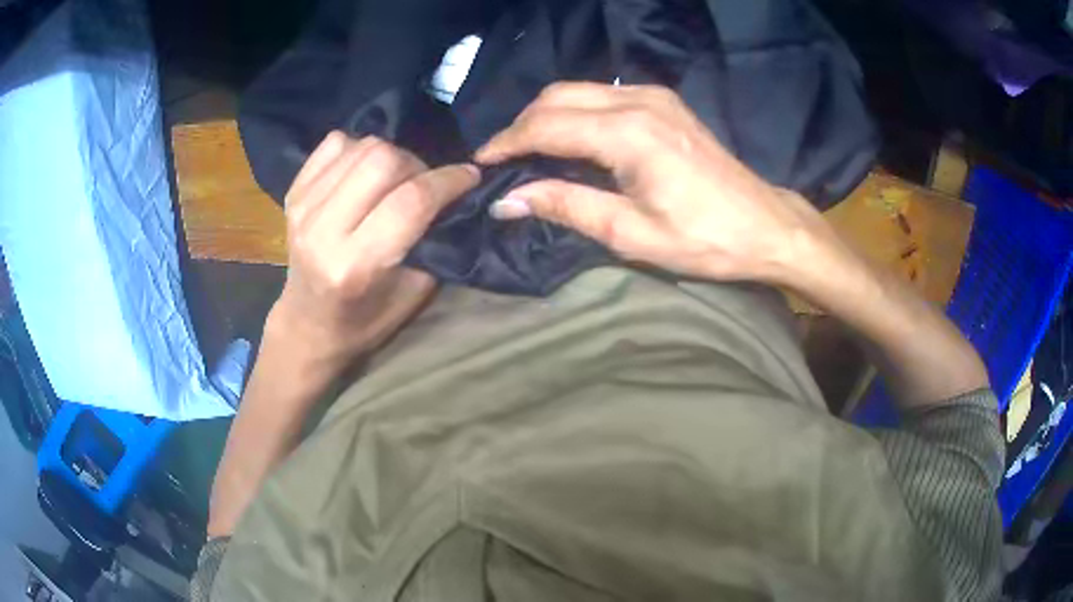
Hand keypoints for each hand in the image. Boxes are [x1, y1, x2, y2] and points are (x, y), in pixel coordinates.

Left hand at [271, 132, 479, 368]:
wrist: (308, 323)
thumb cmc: (367, 319)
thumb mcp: (414, 291)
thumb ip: (433, 239)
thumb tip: (452, 192)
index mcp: (355, 265)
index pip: (410, 201)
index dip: (449, 180)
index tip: (470, 176)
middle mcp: (323, 230)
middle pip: (383, 160)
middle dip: (417, 165)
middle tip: (424, 184)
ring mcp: (303, 207)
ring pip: (361, 146)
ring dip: (390, 156)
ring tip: (394, 181)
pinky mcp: (293, 192)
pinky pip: (335, 143)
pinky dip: (358, 150)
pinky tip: (363, 174)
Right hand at [476, 82, 832, 285]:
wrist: (765, 224)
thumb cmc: (705, 239)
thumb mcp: (632, 234)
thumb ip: (568, 206)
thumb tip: (508, 200)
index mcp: (628, 133)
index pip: (546, 125)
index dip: (507, 142)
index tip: (480, 164)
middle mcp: (637, 101)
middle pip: (556, 97)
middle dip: (521, 125)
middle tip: (502, 160)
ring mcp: (653, 96)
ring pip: (577, 90)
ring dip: (546, 115)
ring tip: (527, 151)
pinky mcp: (663, 102)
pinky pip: (601, 94)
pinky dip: (574, 111)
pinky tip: (569, 138)